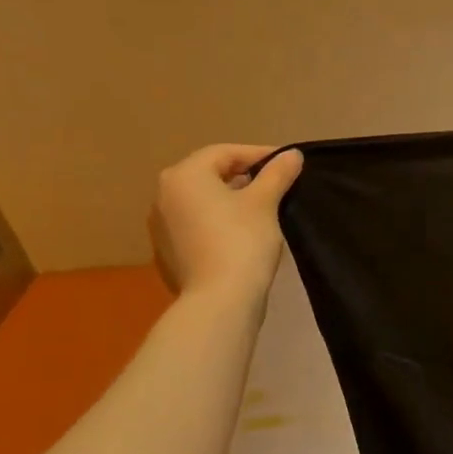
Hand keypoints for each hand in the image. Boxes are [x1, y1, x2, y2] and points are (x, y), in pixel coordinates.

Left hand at [149, 144, 303, 297]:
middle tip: (275, 185)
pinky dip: (217, 224)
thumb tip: (292, 154)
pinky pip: (195, 227)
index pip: (225, 153)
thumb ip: (277, 173)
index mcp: (184, 176)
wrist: (218, 300)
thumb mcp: (265, 202)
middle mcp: (163, 196)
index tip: (287, 163)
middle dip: (243, 177)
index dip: (259, 154)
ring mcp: (160, 227)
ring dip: (229, 201)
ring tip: (261, 211)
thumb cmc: (242, 240)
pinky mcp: (166, 254)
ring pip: (201, 202)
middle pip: (209, 175)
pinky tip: (240, 237)